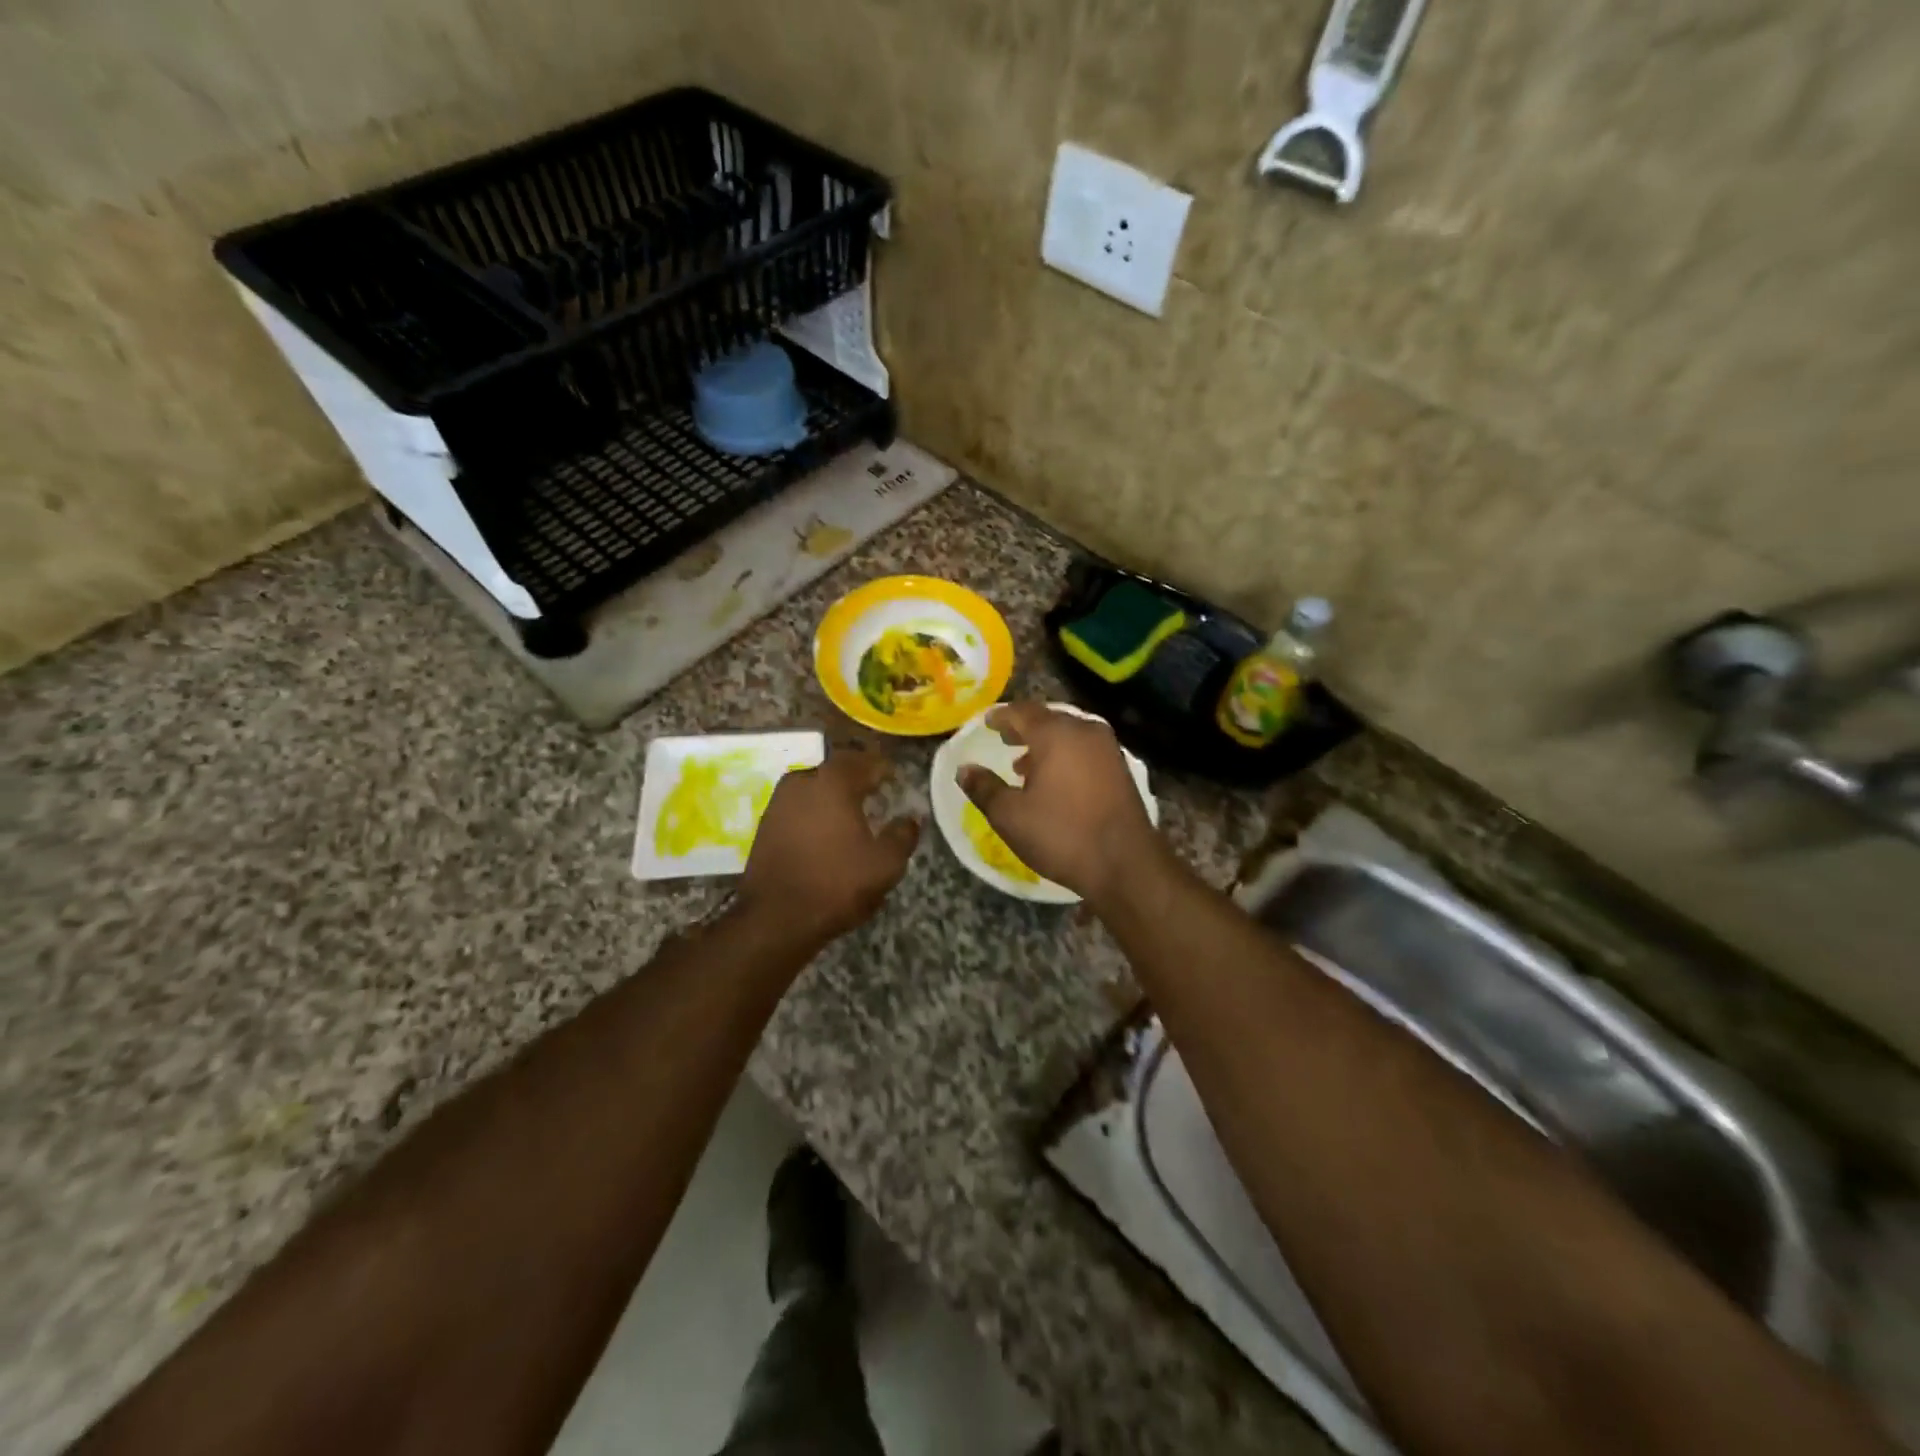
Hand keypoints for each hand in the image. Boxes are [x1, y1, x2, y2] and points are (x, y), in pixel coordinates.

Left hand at [738, 748, 919, 945]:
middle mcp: (803, 781)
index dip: (885, 769)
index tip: (897, 780)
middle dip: (858, 779)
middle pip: (837, 770)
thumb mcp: (886, 863)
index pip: (865, 761)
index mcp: (834, 782)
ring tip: (851, 815)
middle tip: (876, 794)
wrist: (775, 919)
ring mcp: (779, 802)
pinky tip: (826, 834)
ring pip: (814, 788)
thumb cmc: (836, 884)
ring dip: (834, 796)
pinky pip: (798, 807)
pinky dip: (815, 813)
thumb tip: (911, 818)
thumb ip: (903, 834)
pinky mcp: (765, 825)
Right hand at [958, 703, 1161, 904]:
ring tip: (1025, 766)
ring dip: (1046, 744)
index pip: (1021, 712)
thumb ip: (984, 788)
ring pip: (1069, 734)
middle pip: (1048, 719)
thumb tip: (964, 770)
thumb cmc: (1061, 834)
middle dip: (1024, 728)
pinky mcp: (1120, 768)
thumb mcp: (1011, 816)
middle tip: (1005, 739)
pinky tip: (1055, 780)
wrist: (1125, 863)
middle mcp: (1084, 731)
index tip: (987, 722)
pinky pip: (1085, 749)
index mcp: (1055, 734)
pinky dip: (1066, 755)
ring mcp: (1108, 748)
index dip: (1001, 716)